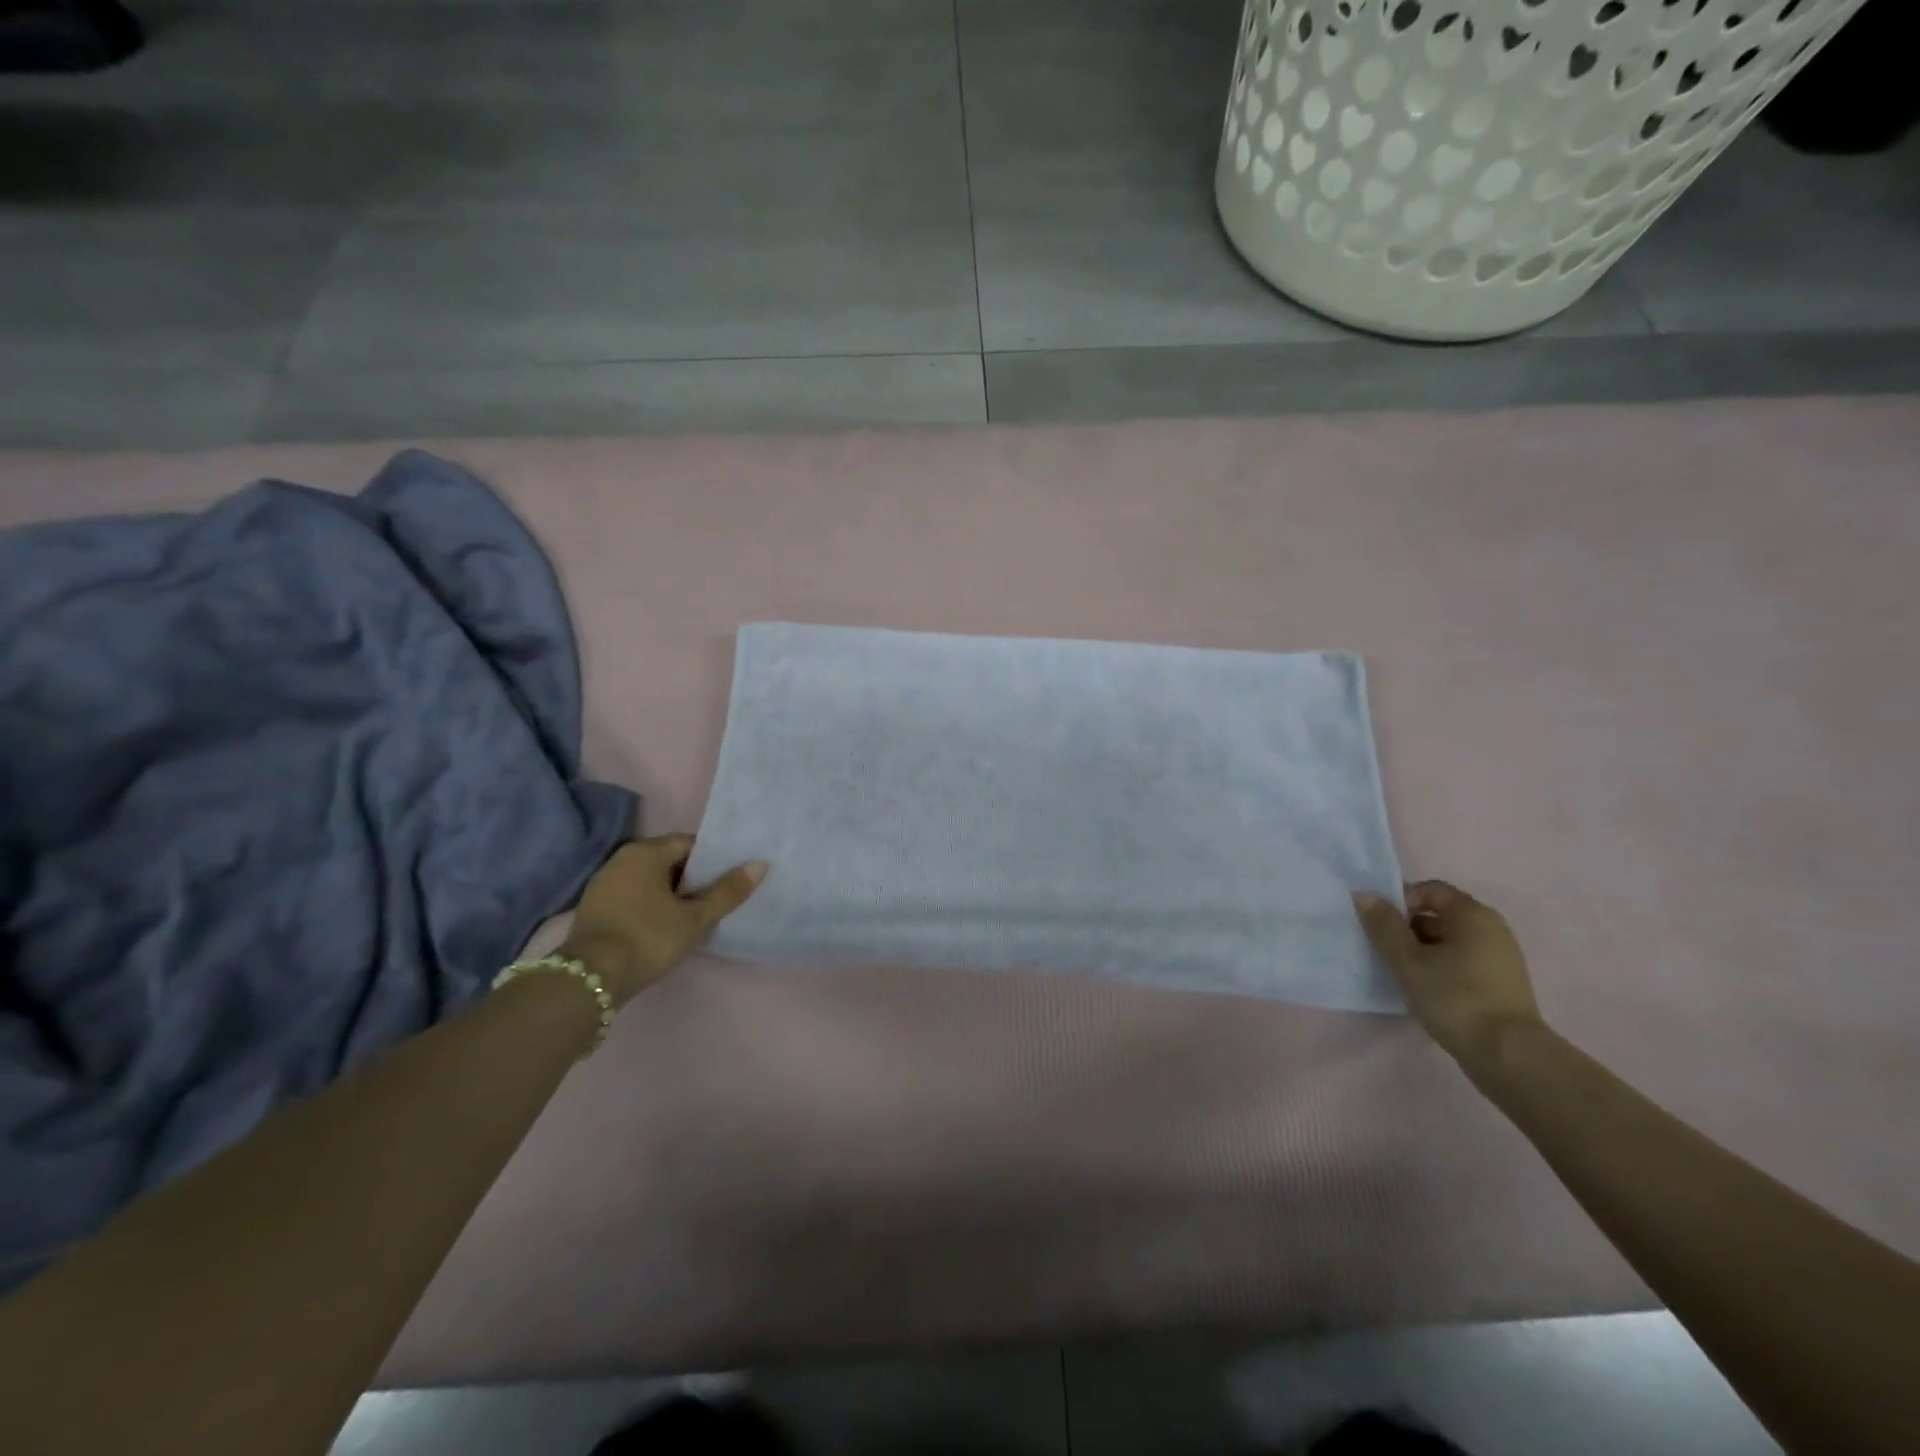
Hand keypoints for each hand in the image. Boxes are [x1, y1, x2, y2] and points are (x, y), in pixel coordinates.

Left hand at [559, 835, 767, 1004]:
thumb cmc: (649, 938)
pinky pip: (633, 895)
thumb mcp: (695, 917)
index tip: (729, 881)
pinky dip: (651, 905)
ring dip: (671, 893)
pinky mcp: (595, 906)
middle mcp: (622, 858)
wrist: (590, 979)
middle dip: (693, 878)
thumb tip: (760, 864)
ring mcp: (604, 882)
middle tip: (716, 900)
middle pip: (669, 860)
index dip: (713, 861)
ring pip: (650, 879)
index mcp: (646, 851)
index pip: (690, 844)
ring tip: (694, 915)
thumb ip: (728, 891)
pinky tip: (664, 926)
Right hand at [1354, 880, 1543, 1070]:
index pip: (1430, 890)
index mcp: (1473, 915)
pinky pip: (1461, 961)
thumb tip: (1364, 894)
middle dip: (1407, 927)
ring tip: (1401, 971)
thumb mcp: (1408, 960)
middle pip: (1439, 914)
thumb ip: (1384, 925)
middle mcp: (1492, 929)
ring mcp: (1500, 957)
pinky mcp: (1500, 983)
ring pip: (1449, 940)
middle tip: (1384, 949)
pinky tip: (1424, 988)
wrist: (1508, 1056)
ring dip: (1421, 949)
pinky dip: (1439, 966)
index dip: (1400, 900)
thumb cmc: (1454, 998)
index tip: (1380, 925)